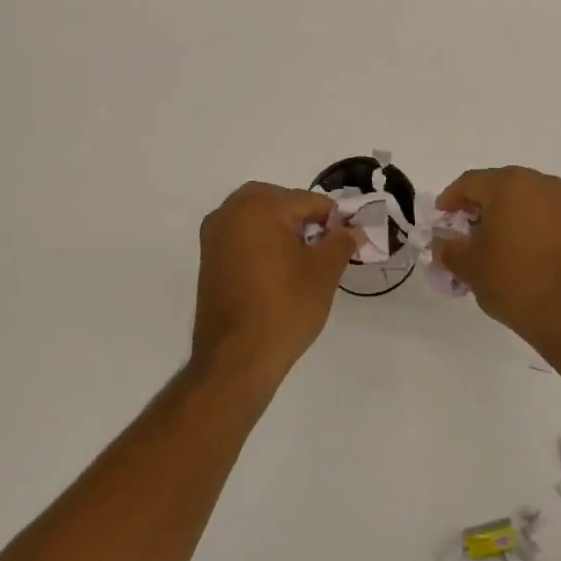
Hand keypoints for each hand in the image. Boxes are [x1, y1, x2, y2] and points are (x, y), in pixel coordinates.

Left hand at [192, 182, 358, 381]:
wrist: (236, 359)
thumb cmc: (285, 307)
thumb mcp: (324, 271)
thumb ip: (341, 241)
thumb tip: (353, 230)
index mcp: (259, 205)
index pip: (309, 201)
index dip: (333, 221)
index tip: (347, 243)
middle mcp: (230, 211)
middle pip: (281, 204)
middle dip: (305, 222)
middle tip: (324, 252)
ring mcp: (214, 235)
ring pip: (260, 220)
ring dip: (283, 232)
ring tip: (303, 265)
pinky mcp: (207, 259)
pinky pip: (243, 238)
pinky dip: (263, 246)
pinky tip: (278, 274)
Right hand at [433, 167, 560, 349]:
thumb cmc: (513, 280)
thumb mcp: (469, 265)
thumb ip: (448, 247)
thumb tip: (442, 241)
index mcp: (510, 184)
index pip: (470, 183)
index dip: (449, 200)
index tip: (439, 220)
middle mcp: (539, 184)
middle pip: (497, 187)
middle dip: (475, 208)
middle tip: (459, 233)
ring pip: (520, 201)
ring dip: (500, 218)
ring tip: (485, 247)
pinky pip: (539, 215)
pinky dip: (521, 226)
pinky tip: (511, 252)